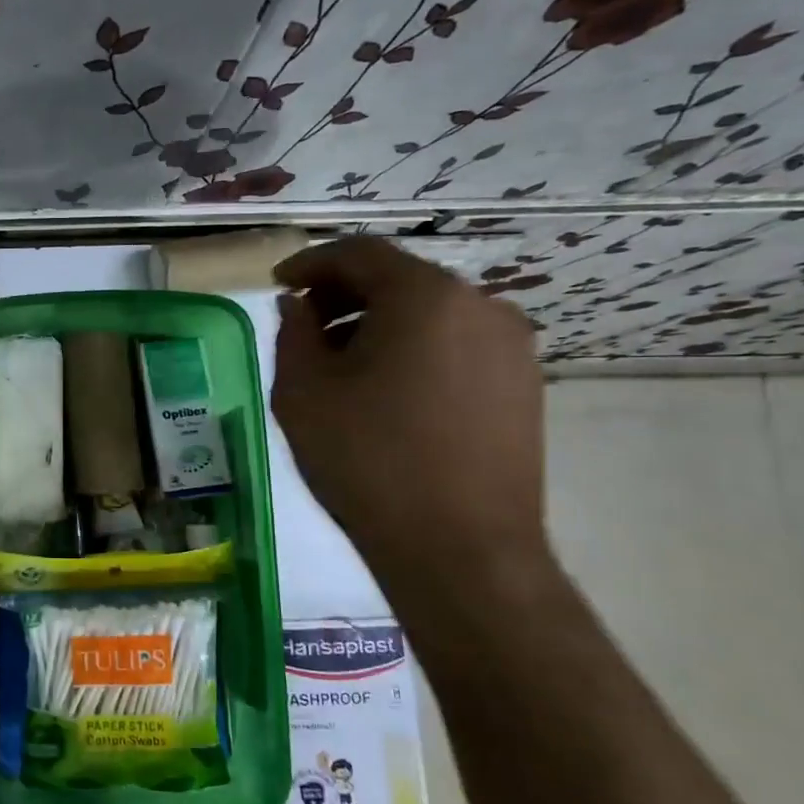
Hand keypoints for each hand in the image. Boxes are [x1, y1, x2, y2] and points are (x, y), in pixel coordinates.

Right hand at [270, 237, 547, 579]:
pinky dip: (414, 350)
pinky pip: (457, 346)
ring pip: (430, 314)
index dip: (311, 262)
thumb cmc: (367, 461)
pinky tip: (388, 393)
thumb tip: (299, 307)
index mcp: (425, 296)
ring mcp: (511, 346)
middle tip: (303, 326)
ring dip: (379, 325)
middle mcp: (480, 305)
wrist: (461, 549)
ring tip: (342, 366)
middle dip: (344, 295)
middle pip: (400, 280)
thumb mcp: (303, 392)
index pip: (359, 253)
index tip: (278, 282)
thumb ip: (293, 333)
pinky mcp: (524, 385)